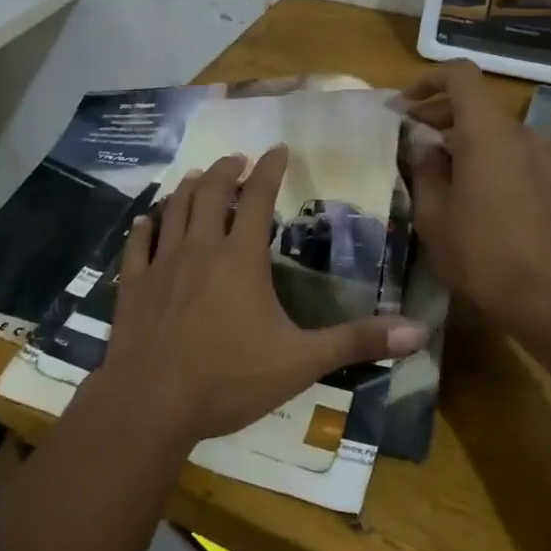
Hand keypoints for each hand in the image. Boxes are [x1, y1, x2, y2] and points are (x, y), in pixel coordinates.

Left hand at [95, 146, 426, 445]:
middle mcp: (200, 248)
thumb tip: (417, 331)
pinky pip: (138, 246)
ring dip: (186, 188)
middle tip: (235, 159)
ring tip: (195, 176)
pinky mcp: (132, 285)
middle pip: (210, 193)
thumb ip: (356, 342)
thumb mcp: (301, 362)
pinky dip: (144, 227)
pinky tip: (146, 220)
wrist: (151, 403)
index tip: (278, 148)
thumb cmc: (229, 379)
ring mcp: (162, 265)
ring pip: (174, 210)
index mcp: (240, 258)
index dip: (269, 169)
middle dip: (225, 170)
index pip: (257, 198)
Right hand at [404, 61, 550, 330]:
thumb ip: (425, 169)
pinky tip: (463, 191)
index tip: (403, 106)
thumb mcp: (434, 214)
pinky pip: (508, 151)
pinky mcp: (548, 182)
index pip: (461, 75)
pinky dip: (481, 154)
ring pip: (492, 128)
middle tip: (408, 137)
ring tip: (431, 168)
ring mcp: (539, 158)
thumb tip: (425, 147)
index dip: (428, 80)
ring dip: (459, 136)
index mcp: (486, 132)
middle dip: (438, 111)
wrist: (549, 300)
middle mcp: (517, 134)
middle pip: (475, 102)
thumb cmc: (481, 253)